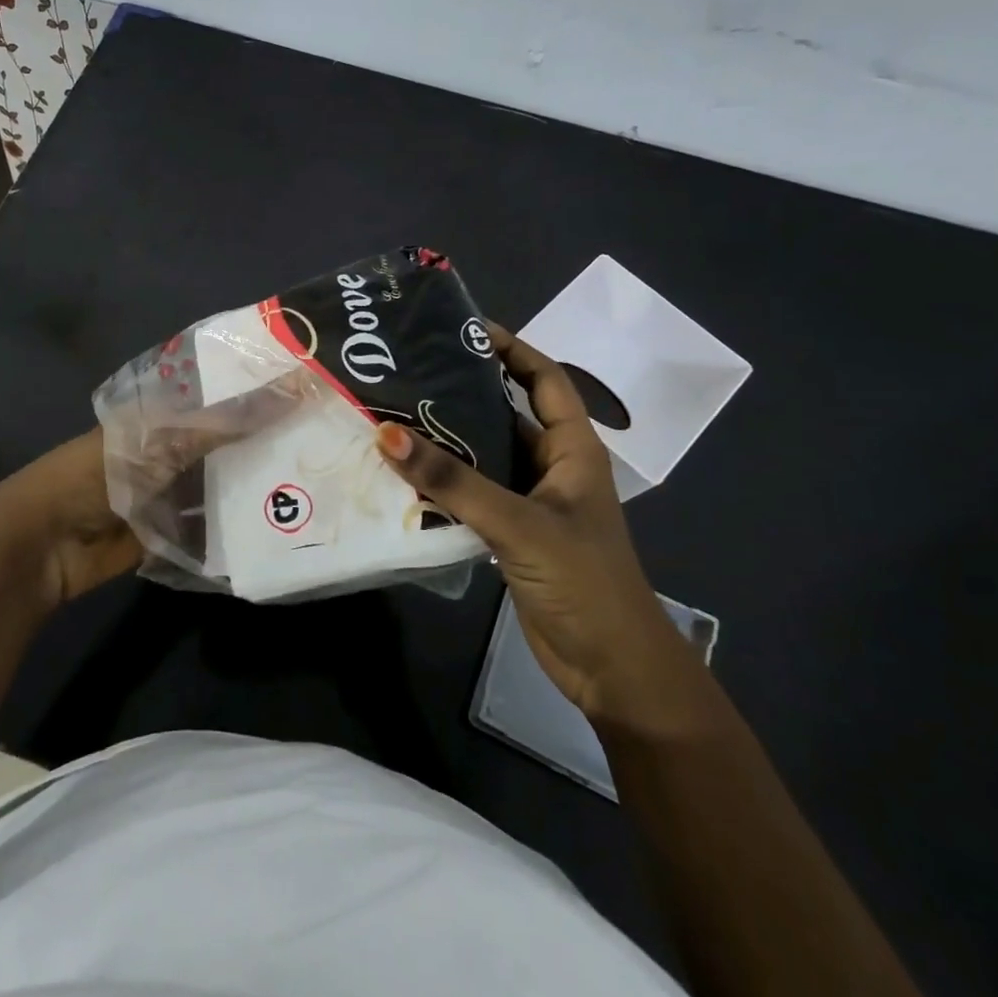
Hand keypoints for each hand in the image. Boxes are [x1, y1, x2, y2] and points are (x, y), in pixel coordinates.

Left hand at [0, 370, 315, 608]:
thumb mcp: (162, 440)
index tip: (308, 388)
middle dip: (264, 443)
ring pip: (221, 487)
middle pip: (225, 445)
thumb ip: (223, 422)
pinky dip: (235, 531)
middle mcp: (168, 452)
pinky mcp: (169, 536)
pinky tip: (278, 528)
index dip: (258, 393)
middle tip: (322, 439)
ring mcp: (168, 495)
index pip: (219, 398)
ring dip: (254, 488)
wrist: (46, 544)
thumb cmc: (100, 474)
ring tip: (311, 483)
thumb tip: (289, 387)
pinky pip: (210, 530)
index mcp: (162, 418)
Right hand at [375, 326, 711, 730]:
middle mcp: (552, 466)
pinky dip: (443, 483)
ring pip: (484, 456)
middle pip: (506, 414)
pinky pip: (472, 494)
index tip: (464, 328)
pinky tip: (404, 475)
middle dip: (463, 393)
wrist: (611, 668)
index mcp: (573, 449)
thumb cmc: (583, 581)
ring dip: (446, 441)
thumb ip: (452, 480)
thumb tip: (386, 433)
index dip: (511, 349)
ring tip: (394, 415)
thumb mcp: (518, 523)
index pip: (544, 379)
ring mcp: (531, 502)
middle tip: (409, 371)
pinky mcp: (512, 534)